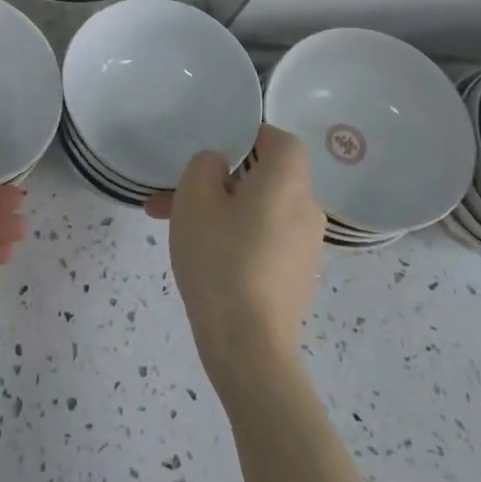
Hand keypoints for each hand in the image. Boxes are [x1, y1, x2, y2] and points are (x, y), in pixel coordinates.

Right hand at [145, 124, 324, 406]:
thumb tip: (220, 165)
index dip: (251, 135)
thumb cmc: (220, 259)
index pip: (281, 139)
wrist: (248, 346)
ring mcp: (305, 246)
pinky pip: (264, 239)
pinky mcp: (296, 276)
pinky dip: (237, 236)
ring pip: (259, 210)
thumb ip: (205, 166)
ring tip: (173, 224)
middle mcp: (306, 208)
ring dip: (221, 210)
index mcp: (287, 182)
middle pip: (266, 176)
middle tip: (179, 192)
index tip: (216, 146)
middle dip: (221, 179)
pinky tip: (201, 255)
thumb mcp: (195, 198)